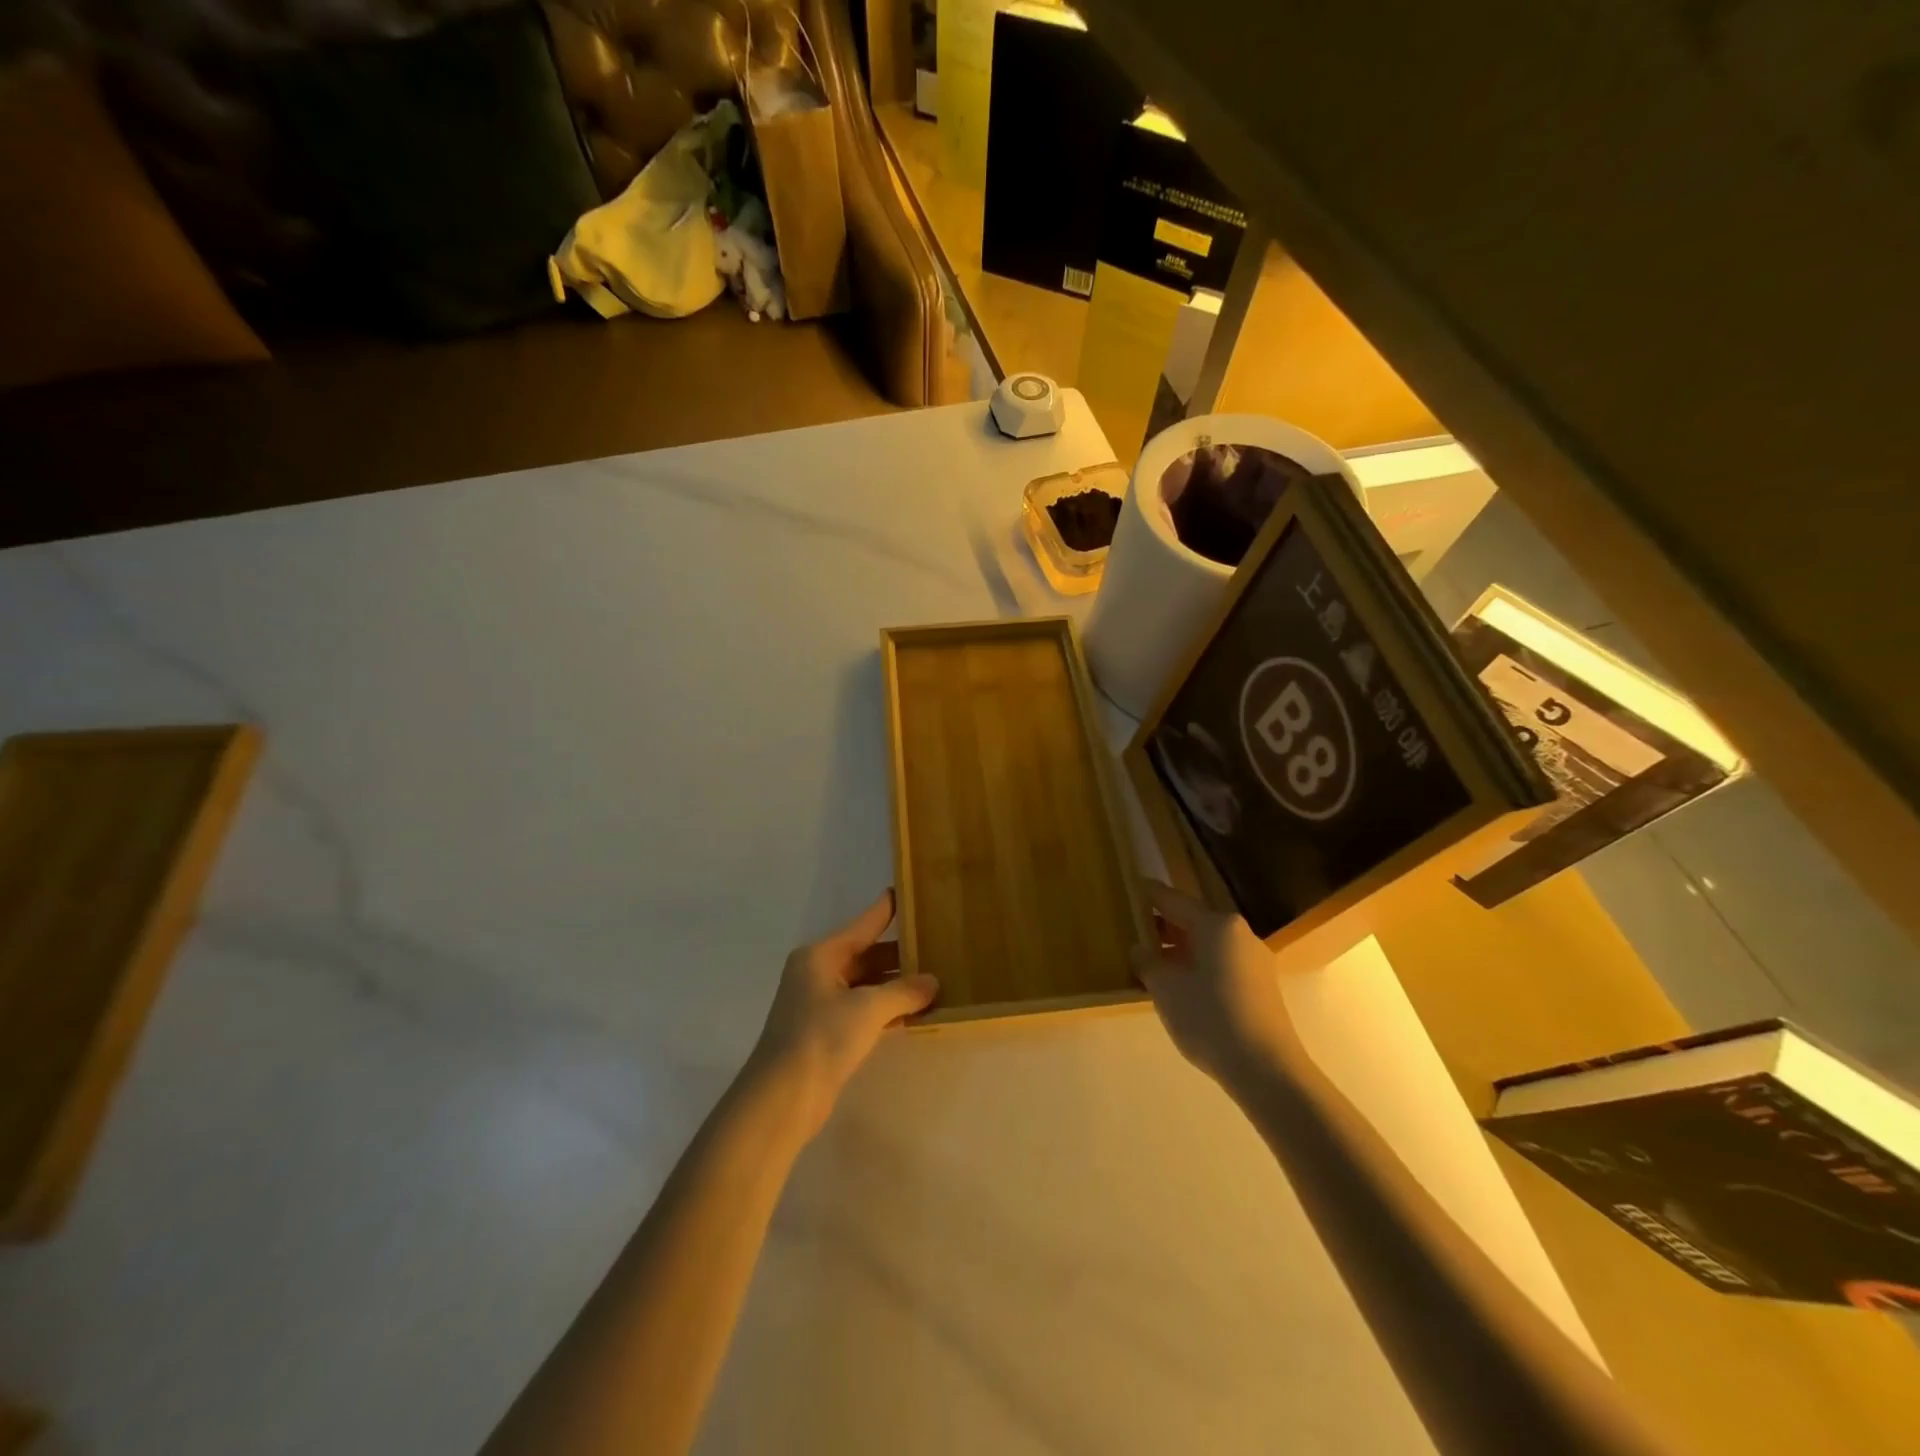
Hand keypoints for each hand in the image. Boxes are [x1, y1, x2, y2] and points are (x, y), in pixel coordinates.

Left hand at [747, 890, 937, 1136]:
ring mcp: (820, 1003)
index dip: (887, 909)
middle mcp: (818, 972)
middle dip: (899, 954)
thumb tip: (933, 982)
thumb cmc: (822, 1038)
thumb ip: (903, 991)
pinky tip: (914, 1011)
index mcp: (821, 955)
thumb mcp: (868, 1009)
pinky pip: (862, 1008)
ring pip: (865, 984)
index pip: (863, 924)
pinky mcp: (825, 1032)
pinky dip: (886, 1008)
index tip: (909, 892)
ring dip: (895, 985)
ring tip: (934, 979)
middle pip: (866, 954)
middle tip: (937, 945)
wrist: (783, 1098)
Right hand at [1133, 880, 1298, 1088]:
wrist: (1266, 1071)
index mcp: (1217, 924)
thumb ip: (1147, 961)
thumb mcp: (1165, 988)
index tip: (1126, 889)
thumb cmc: (1209, 1017)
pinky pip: (1219, 965)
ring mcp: (1254, 961)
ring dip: (1178, 950)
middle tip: (1130, 931)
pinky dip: (1196, 968)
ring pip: (1206, 945)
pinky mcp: (1260, 987)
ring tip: (1149, 963)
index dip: (1146, 895)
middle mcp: (1239, 934)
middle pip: (1192, 921)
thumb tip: (1140, 949)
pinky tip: (1178, 988)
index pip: (1172, 899)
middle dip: (1161, 926)